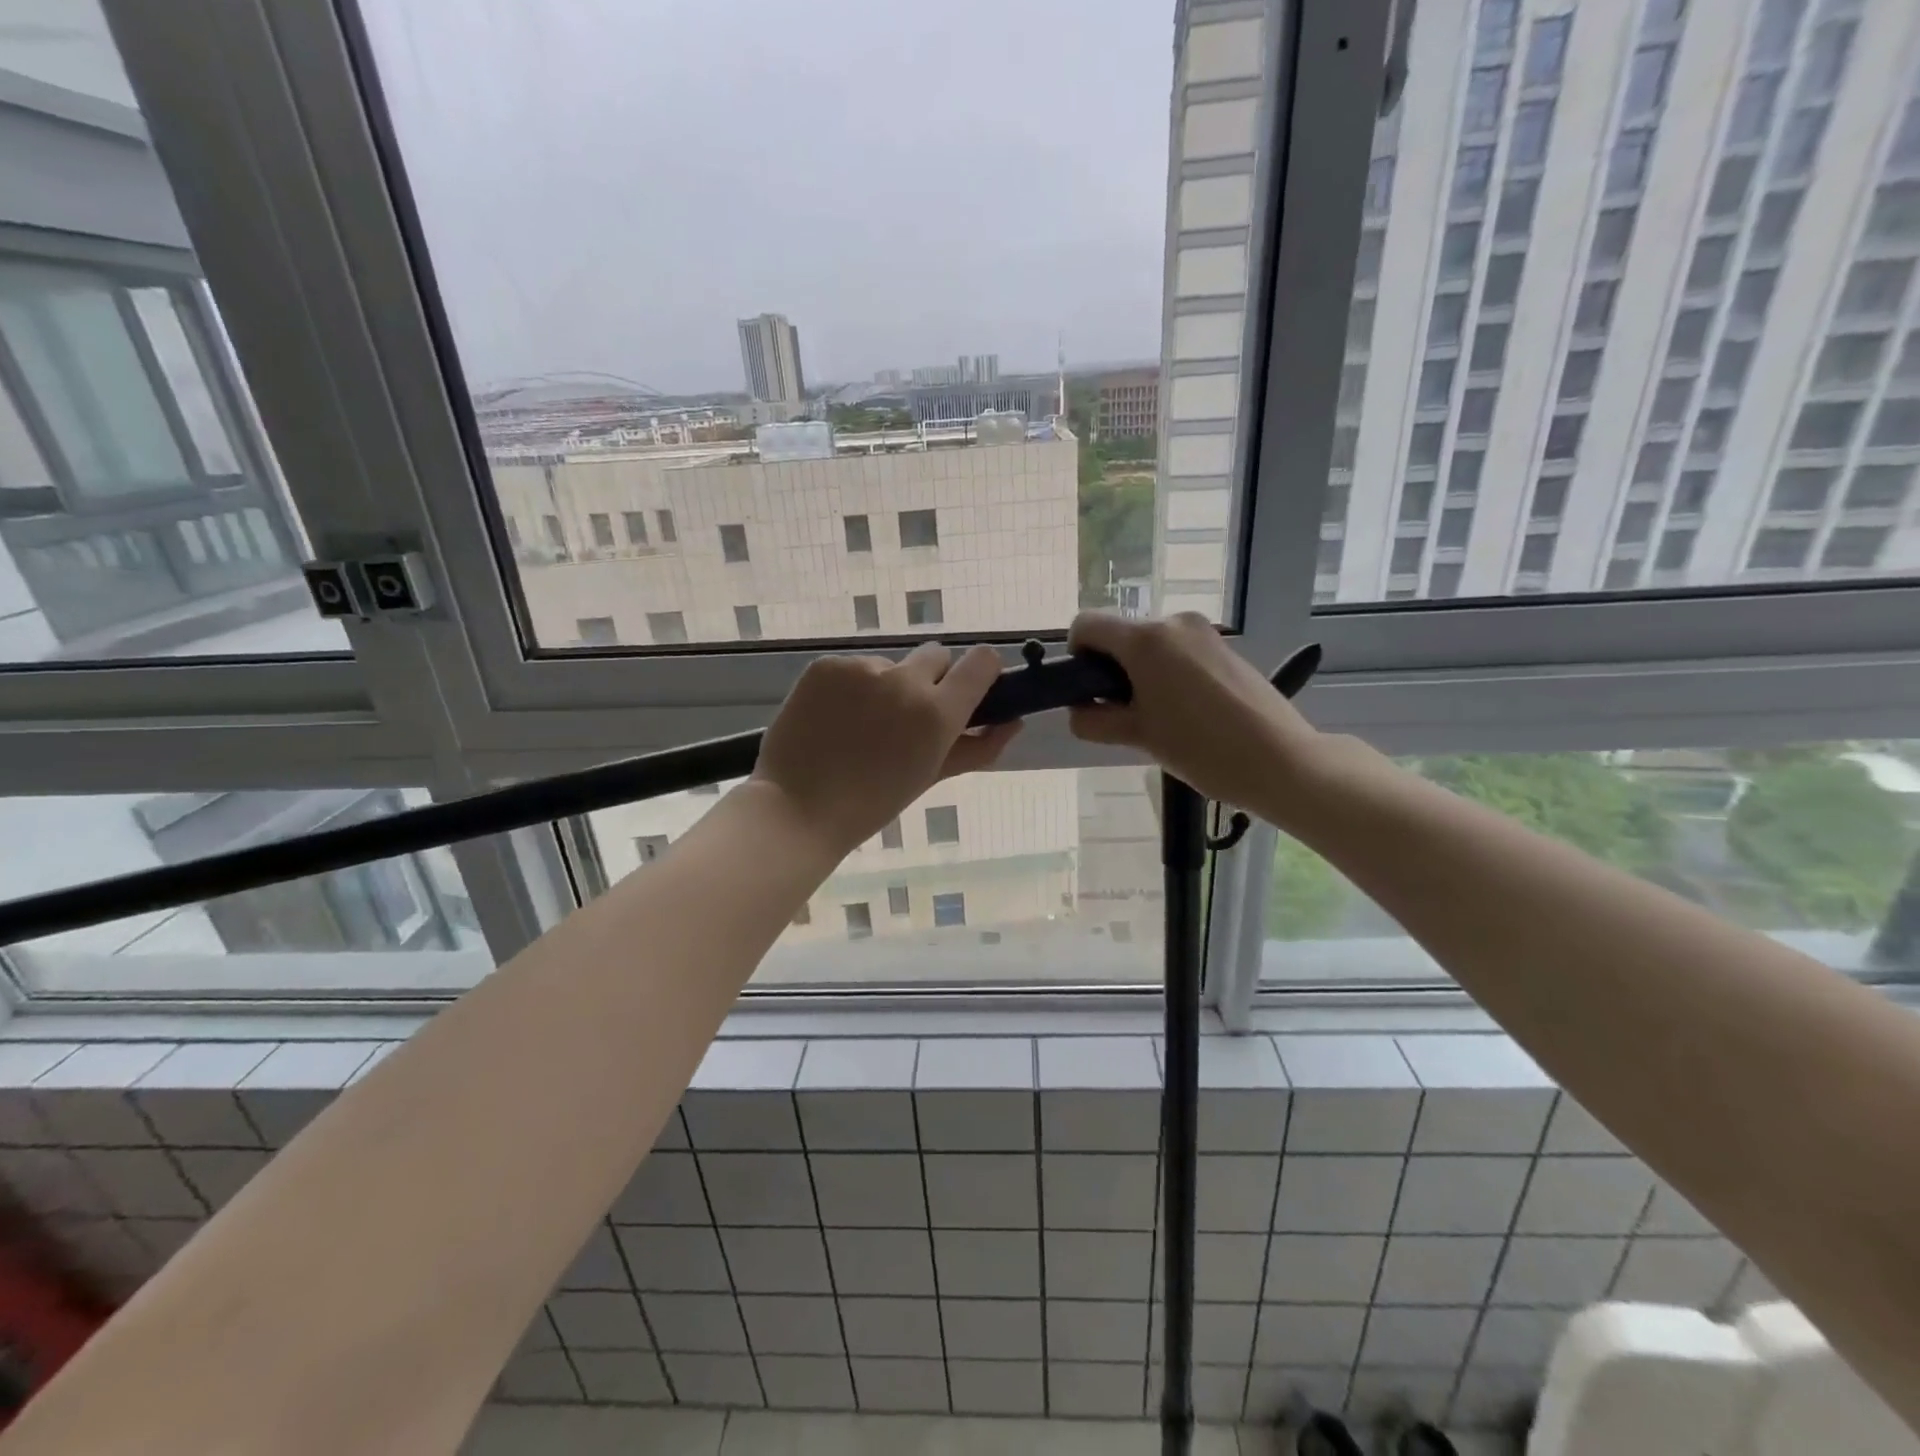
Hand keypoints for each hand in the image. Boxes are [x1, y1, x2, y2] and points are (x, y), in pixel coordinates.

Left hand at [753, 642, 1019, 855]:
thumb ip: (978, 748)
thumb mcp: (931, 776)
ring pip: (891, 665)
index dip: (980, 673)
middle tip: (906, 718)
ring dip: (886, 686)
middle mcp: (905, 680)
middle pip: (936, 656)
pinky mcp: (827, 666)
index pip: (982, 661)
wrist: (797, 809)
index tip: (968, 691)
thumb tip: (1014, 723)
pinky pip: (853, 668)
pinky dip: (850, 687)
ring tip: (859, 726)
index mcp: (938, 712)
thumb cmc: (872, 804)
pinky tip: (833, 719)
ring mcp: (862, 669)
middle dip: (931, 680)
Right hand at [1067, 612, 1322, 814]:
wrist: (1281, 759)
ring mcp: (1203, 632)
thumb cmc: (1201, 748)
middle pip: (1120, 635)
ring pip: (1150, 645)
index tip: (1090, 691)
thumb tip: (1078, 712)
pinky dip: (1168, 674)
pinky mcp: (1224, 647)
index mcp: (1144, 639)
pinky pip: (1179, 652)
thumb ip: (1096, 721)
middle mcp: (1172, 623)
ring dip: (1140, 674)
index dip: (1076, 655)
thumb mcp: (1138, 737)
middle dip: (1111, 670)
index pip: (1086, 624)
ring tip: (1160, 718)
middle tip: (1125, 715)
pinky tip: (1187, 712)